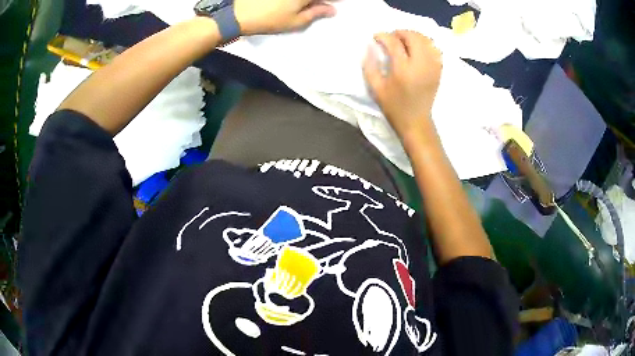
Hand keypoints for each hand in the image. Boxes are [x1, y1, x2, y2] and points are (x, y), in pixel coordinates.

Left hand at [235, 0, 335, 34]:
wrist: (239, 15)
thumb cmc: (270, 20)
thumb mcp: (296, 21)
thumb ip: (316, 13)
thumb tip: (333, 10)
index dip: (334, 1)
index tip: (336, 4)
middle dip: (321, 1)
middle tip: (321, 6)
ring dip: (308, 2)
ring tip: (308, 6)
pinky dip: (296, 2)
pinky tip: (293, 5)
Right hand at [363, 30, 441, 143]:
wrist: (416, 122)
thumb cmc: (394, 107)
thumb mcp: (376, 88)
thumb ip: (370, 65)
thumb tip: (369, 46)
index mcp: (403, 70)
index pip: (394, 42)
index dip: (383, 36)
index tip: (376, 37)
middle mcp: (420, 65)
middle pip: (413, 37)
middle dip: (400, 32)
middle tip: (391, 38)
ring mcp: (432, 67)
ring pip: (426, 40)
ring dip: (413, 36)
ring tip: (403, 42)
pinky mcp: (438, 70)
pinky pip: (434, 49)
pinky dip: (425, 44)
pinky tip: (417, 49)